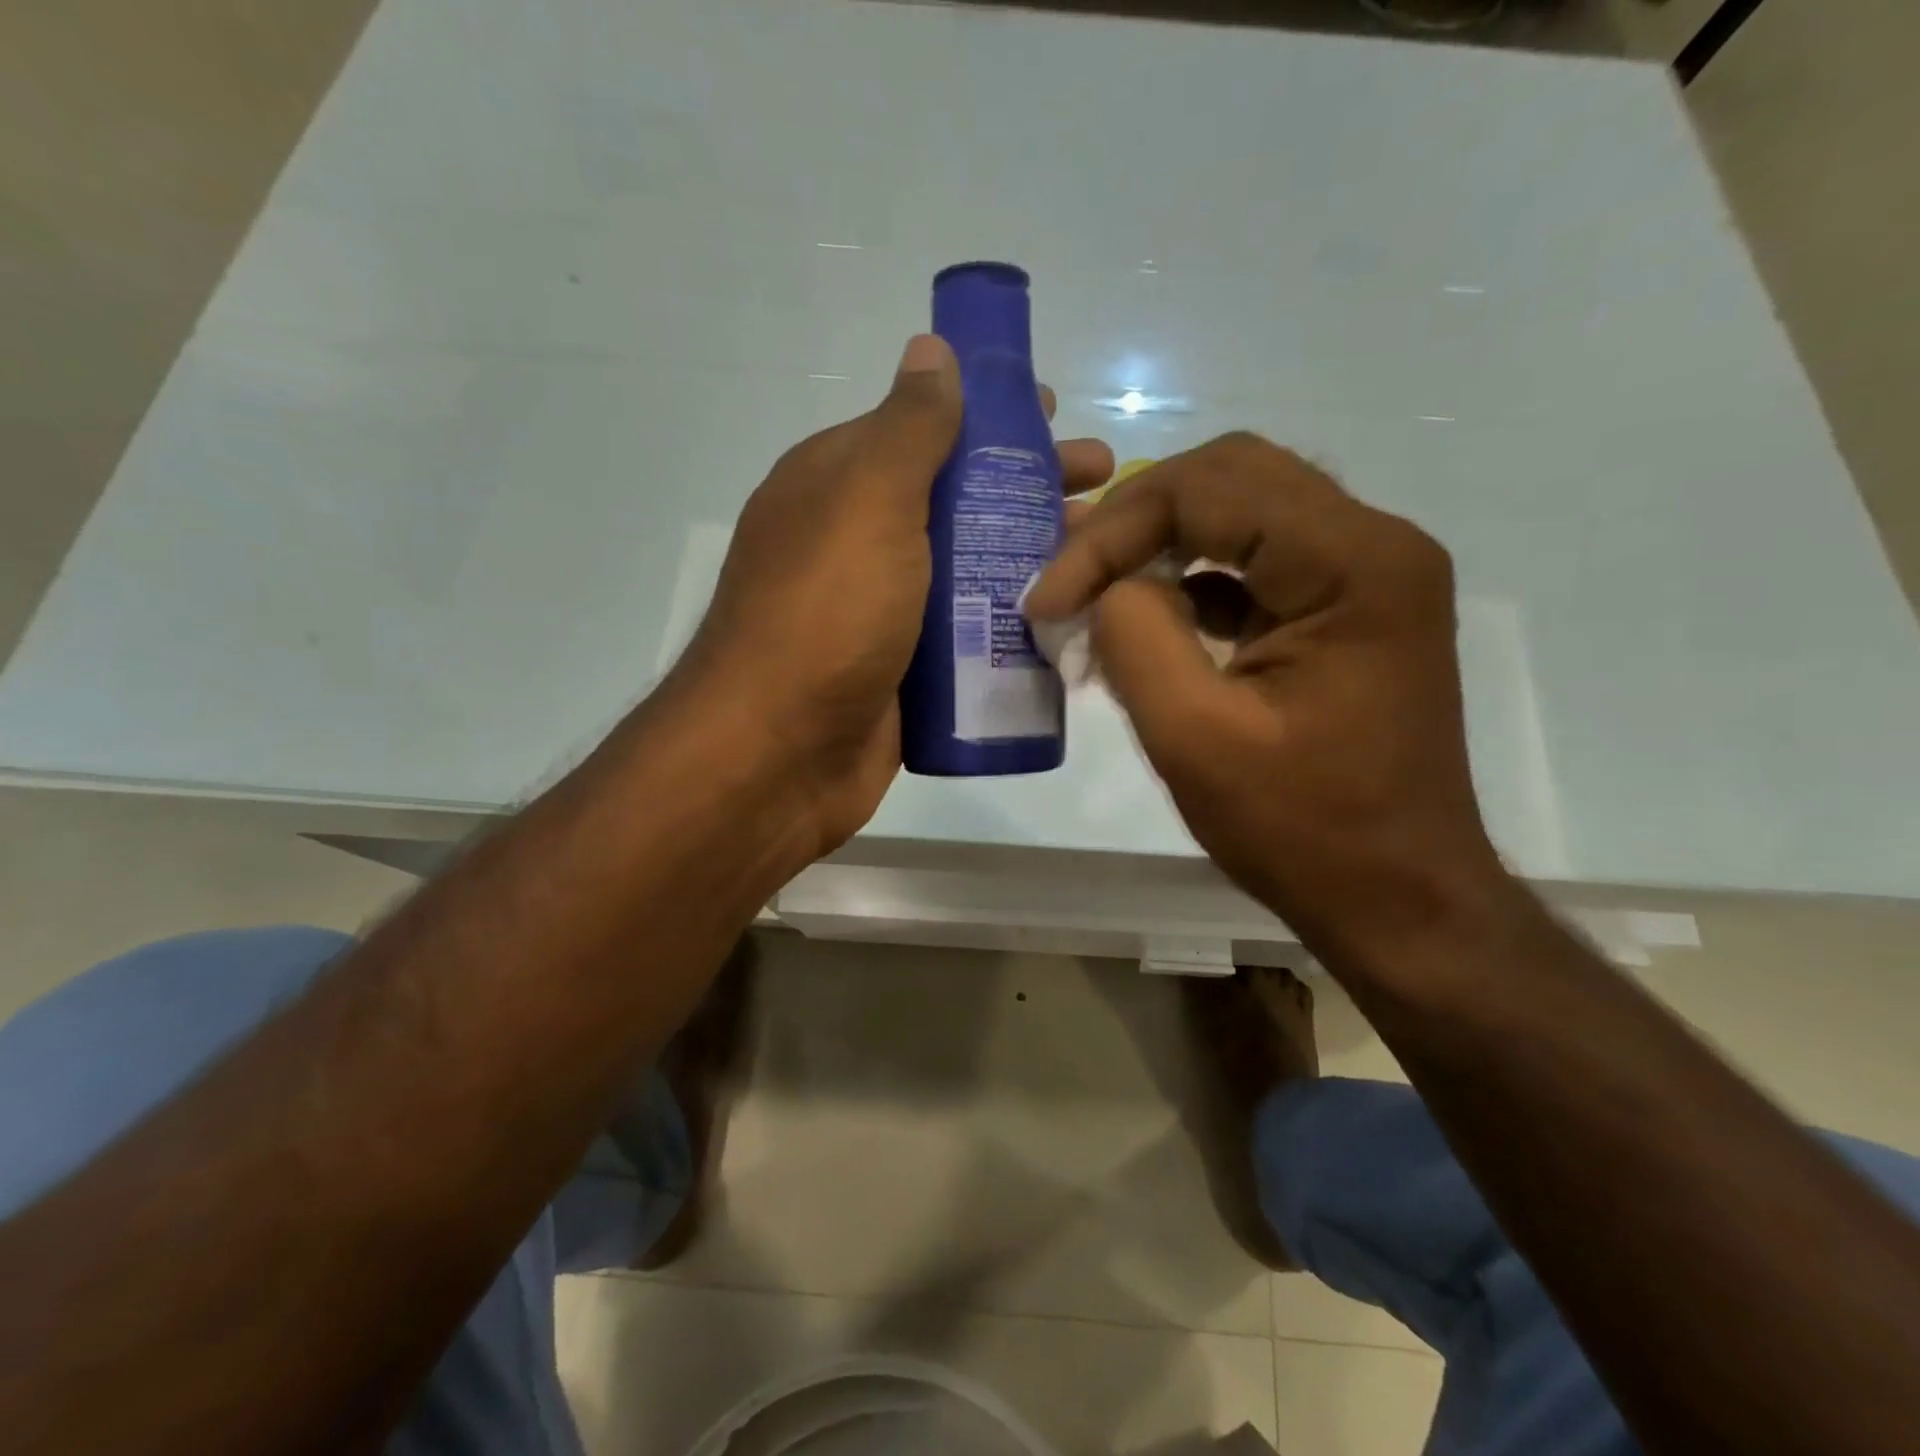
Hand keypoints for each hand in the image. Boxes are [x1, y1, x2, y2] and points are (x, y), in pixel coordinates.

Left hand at [682, 334, 1113, 857]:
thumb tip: (930, 350)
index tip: (1052, 414)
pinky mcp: (906, 673)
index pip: (921, 429)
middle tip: (1100, 483)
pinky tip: (1068, 618)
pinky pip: (968, 635)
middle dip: (1026, 487)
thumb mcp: (866, 503)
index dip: (987, 416)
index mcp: (837, 487)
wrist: (779, 757)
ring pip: (968, 569)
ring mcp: (883, 613)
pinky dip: (1011, 622)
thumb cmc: (825, 616)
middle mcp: (858, 543)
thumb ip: (907, 429)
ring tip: (1101, 552)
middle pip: (955, 499)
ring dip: (1029, 556)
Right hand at [1025, 432, 1507, 951]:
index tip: (1048, 599)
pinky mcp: (1347, 609)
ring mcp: (1367, 574)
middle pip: (1231, 476)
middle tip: (1069, 572)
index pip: (1209, 488)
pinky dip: (1191, 577)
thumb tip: (1106, 585)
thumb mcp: (1194, 738)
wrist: (1398, 897)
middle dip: (1135, 519)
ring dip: (1160, 541)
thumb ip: (1136, 637)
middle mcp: (1374, 544)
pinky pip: (1257, 561)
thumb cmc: (1303, 831)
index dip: (1112, 533)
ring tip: (1092, 584)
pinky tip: (1145, 617)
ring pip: (1243, 511)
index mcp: (1352, 563)